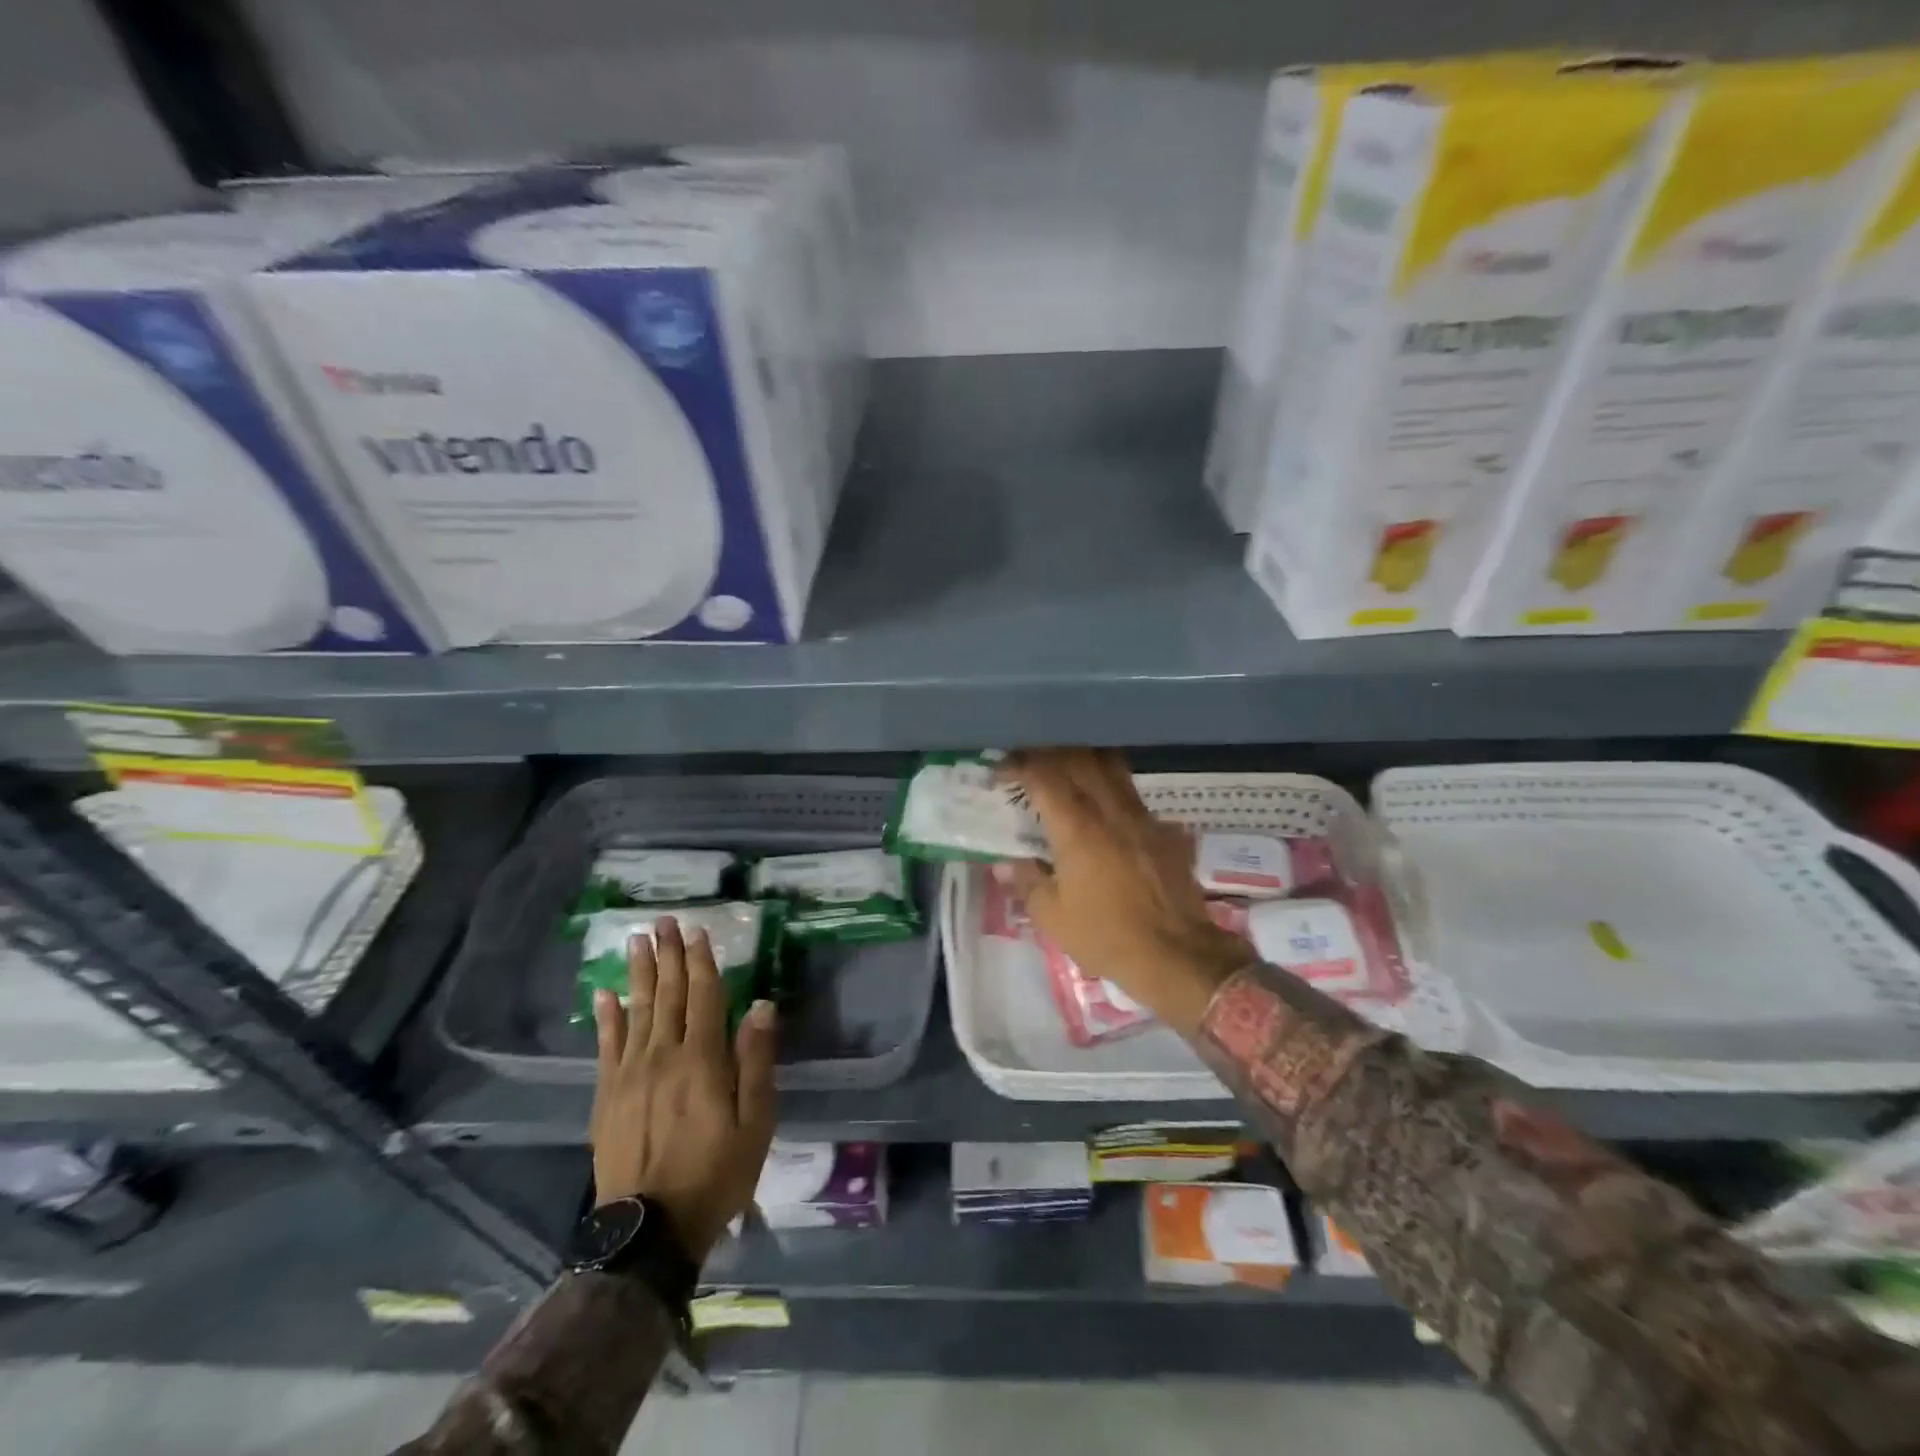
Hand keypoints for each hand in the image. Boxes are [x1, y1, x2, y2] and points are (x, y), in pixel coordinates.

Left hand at [589, 917, 777, 1261]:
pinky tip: (604, 993)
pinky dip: (606, 1017)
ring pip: (636, 1011)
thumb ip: (756, 1060)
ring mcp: (629, 1074)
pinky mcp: (607, 1095)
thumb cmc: (715, 1173)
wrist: (649, 1232)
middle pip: (667, 995)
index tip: (697, 931)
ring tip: (636, 941)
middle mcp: (663, 1056)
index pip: (703, 996)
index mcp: (702, 1060)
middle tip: (662, 921)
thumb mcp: (755, 1122)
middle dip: (667, 955)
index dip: (701, 961)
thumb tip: (760, 1005)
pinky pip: (606, 1045)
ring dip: (639, 973)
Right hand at [999, 748, 1252, 1035]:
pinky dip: (1111, 788)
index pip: (1043, 775)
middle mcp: (1110, 810)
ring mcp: (1142, 816)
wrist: (1178, 954)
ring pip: (1112, 767)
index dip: (1018, 765)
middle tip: (1030, 762)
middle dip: (1050, 753)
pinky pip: (1133, 794)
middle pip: (1079, 759)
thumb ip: (1027, 882)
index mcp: (1076, 827)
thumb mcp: (1053, 917)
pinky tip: (1104, 810)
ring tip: (1066, 772)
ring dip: (1084, 760)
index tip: (1001, 770)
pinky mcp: (1164, 830)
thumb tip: (1004, 865)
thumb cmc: (1107, 936)